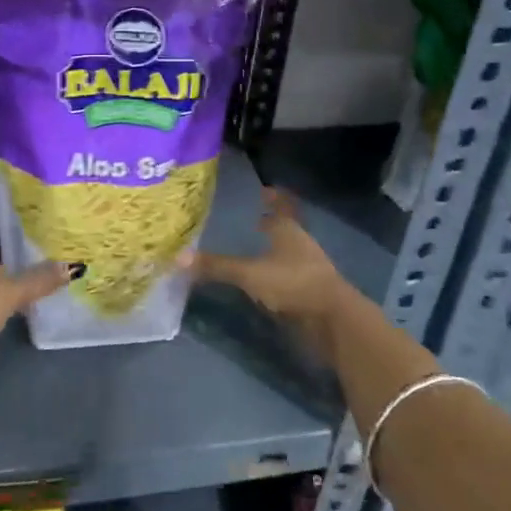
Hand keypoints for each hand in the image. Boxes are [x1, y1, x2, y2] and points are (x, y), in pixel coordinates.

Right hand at [195, 189, 356, 358]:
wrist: (332, 320)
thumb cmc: (292, 284)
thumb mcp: (250, 273)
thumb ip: (217, 266)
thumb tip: (178, 257)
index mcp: (289, 229)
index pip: (280, 206)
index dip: (272, 198)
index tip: (262, 191)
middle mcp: (300, 243)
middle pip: (284, 228)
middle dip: (269, 224)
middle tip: (247, 220)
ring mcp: (307, 268)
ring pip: (286, 252)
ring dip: (272, 250)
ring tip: (250, 249)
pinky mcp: (308, 292)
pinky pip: (287, 276)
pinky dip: (274, 274)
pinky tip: (261, 281)